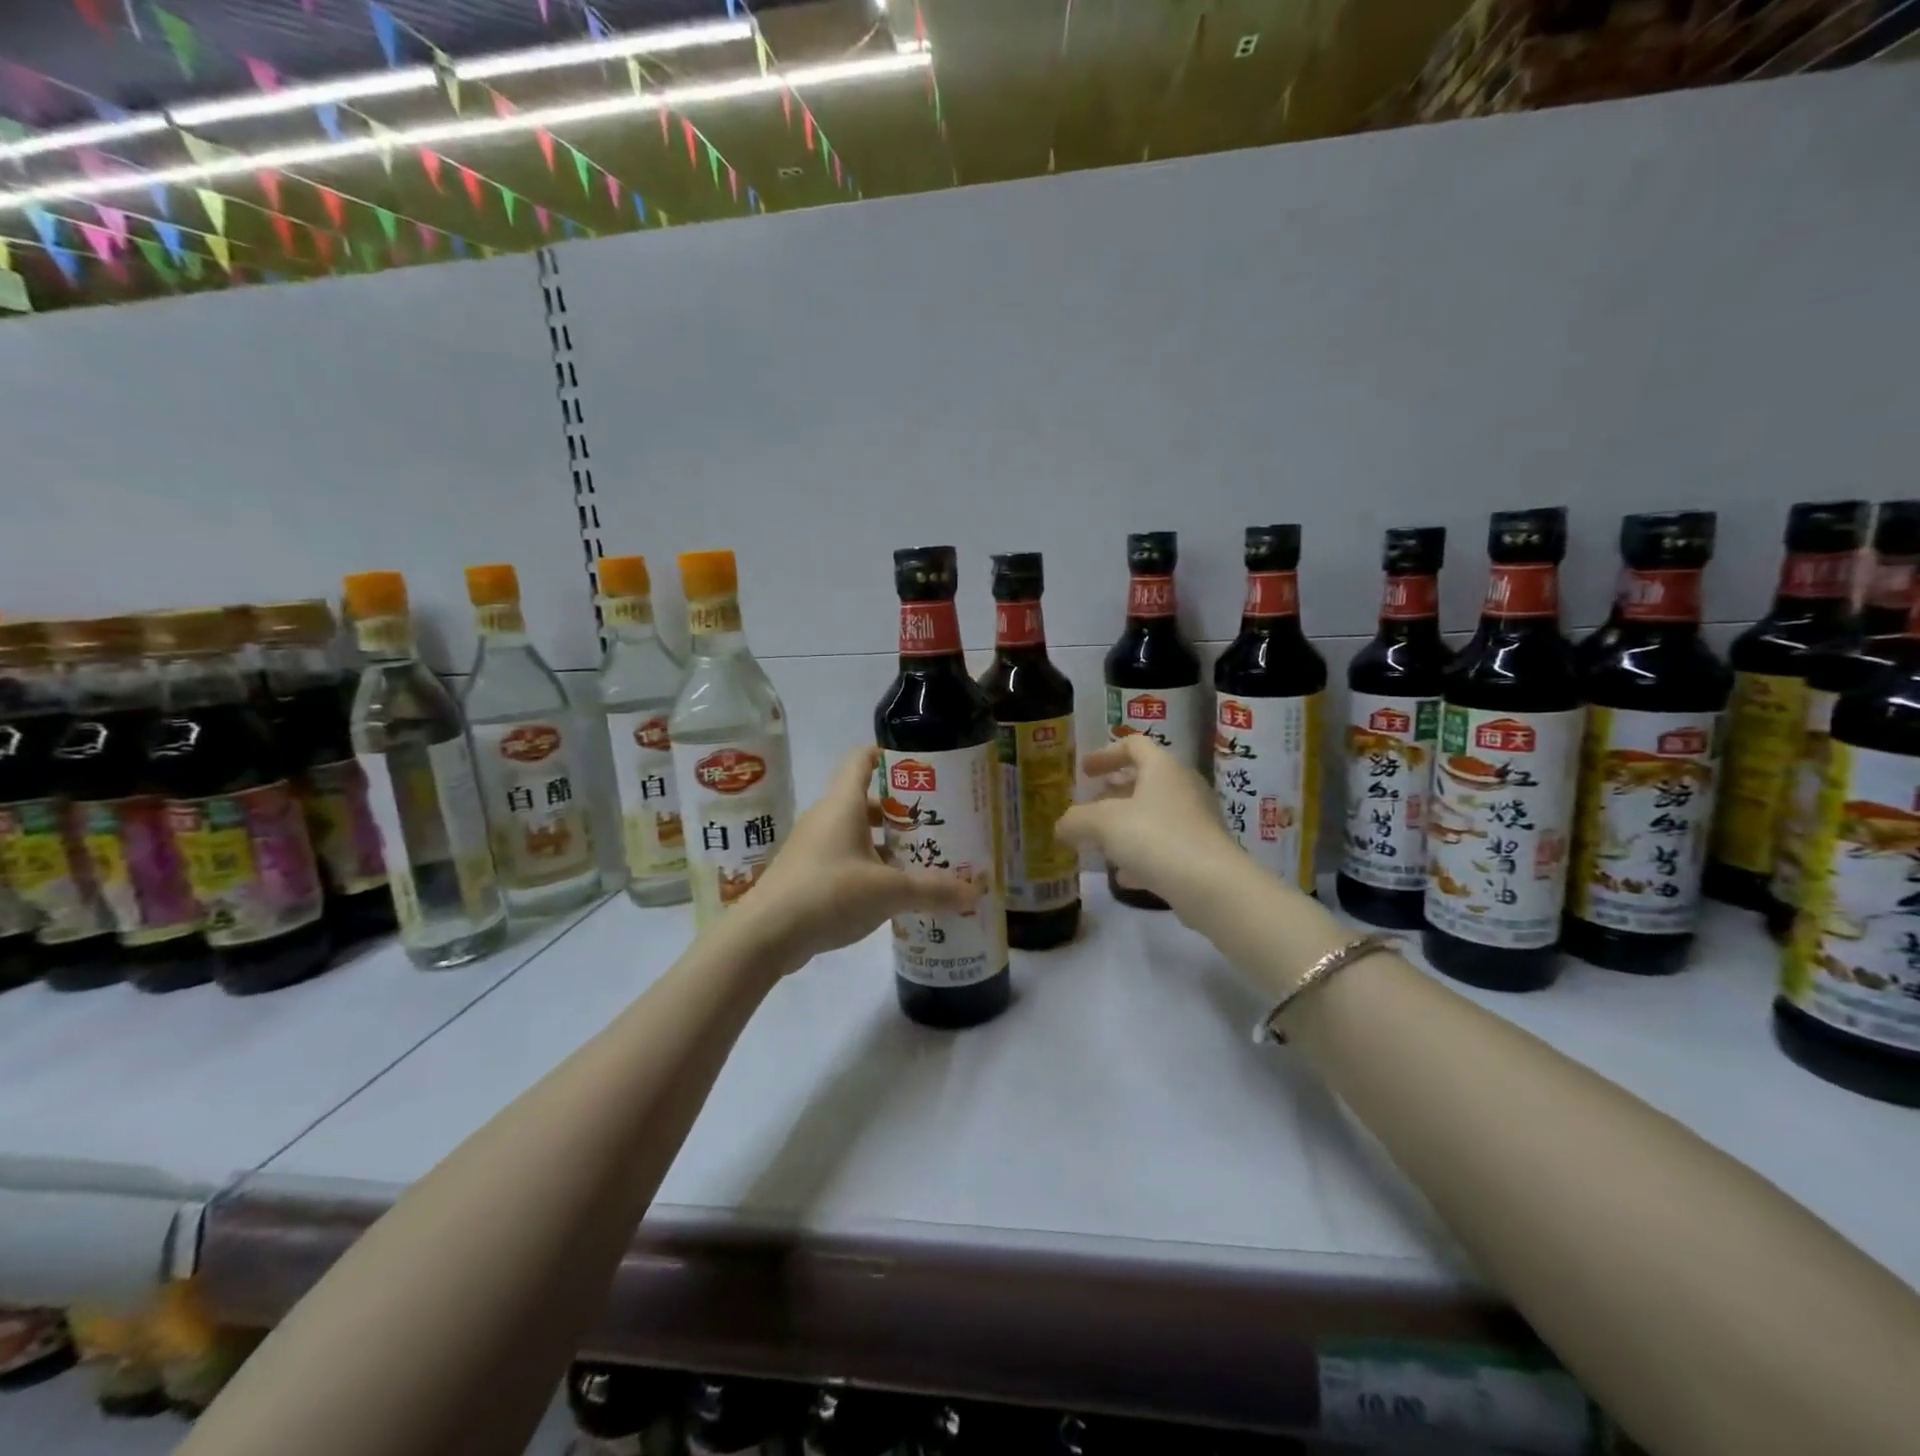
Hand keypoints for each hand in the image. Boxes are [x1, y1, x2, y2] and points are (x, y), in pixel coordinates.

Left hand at [739, 746, 981, 970]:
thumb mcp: (889, 892)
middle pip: (866, 800)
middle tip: (935, 823)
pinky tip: (892, 892)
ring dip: (886, 843)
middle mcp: (826, 817)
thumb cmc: (829, 893)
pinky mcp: (807, 874)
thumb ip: (933, 890)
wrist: (765, 934)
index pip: (863, 759)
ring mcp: (813, 846)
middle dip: (900, 810)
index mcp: (843, 804)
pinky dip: (869, 866)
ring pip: (857, 833)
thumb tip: (975, 892)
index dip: (890, 755)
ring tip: (921, 859)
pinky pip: (845, 858)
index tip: (921, 765)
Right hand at [1054, 736, 1239, 910]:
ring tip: (1101, 842)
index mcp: (1162, 767)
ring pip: (1155, 814)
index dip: (1105, 754)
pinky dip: (1142, 854)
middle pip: (1145, 780)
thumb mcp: (1102, 824)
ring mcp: (1197, 820)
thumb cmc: (1154, 837)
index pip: (1134, 745)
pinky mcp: (1202, 852)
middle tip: (1090, 805)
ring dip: (1127, 824)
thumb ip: (1076, 820)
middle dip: (1114, 792)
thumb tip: (1060, 826)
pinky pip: (1165, 844)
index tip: (1084, 771)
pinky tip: (1123, 876)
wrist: (1212, 885)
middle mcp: (1183, 787)